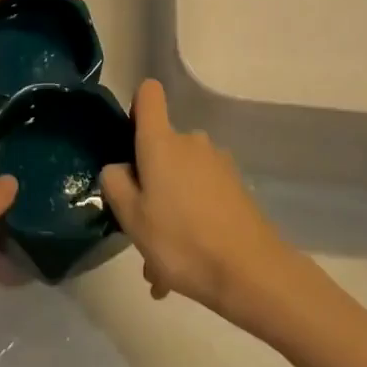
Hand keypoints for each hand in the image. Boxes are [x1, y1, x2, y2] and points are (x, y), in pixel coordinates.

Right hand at [100, 80, 301, 324]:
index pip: (148, 94)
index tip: (129, 140)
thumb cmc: (181, 240)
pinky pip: (201, 197)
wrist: (251, 272)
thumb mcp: (132, 218)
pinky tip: (186, 266)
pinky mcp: (236, 186)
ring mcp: (218, 163)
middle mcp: (191, 142)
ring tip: (163, 264)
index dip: (136, 107)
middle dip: (149, 185)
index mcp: (162, 142)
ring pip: (181, 180)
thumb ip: (115, 184)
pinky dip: (191, 222)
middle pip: (162, 148)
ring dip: (169, 212)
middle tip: (142, 231)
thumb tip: (119, 168)